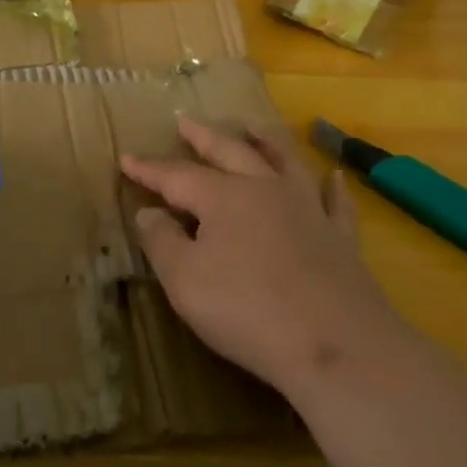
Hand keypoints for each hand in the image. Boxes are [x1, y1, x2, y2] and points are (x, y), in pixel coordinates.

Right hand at [120, 115, 403, 403]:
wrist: (335, 344)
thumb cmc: (248, 311)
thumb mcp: (185, 282)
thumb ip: (161, 242)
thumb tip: (148, 212)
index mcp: (222, 197)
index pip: (176, 176)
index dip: (149, 169)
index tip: (126, 158)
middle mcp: (263, 189)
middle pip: (229, 152)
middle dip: (203, 137)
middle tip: (186, 122)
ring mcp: (306, 208)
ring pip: (284, 162)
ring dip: (266, 141)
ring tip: (253, 126)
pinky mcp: (339, 237)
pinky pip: (335, 203)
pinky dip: (333, 188)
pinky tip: (335, 176)